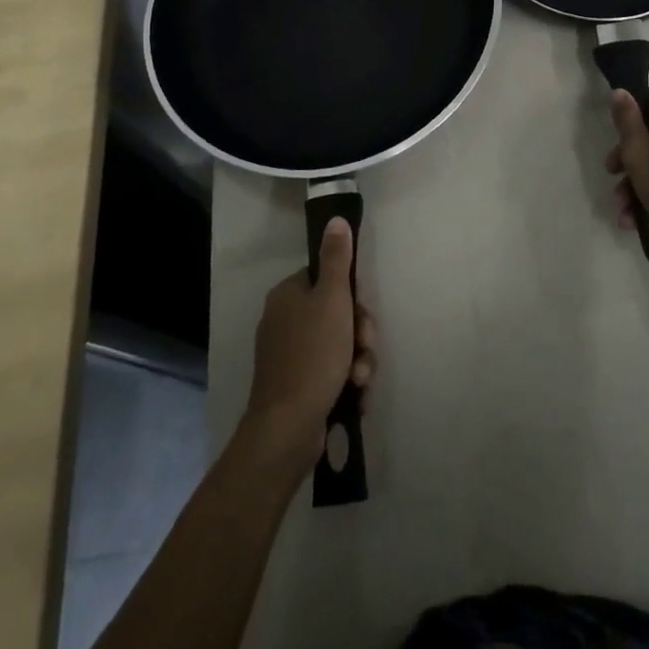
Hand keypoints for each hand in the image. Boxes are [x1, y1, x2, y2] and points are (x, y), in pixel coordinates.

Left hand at [240, 218, 377, 468]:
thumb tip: (335, 219)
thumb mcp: (332, 300)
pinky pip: (330, 373)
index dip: (351, 296)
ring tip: (360, 380)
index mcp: (287, 295)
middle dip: (359, 333)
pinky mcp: (296, 386)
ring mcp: (288, 356)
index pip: (326, 279)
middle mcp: (284, 321)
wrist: (288, 428)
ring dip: (358, 360)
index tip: (362, 313)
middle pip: (336, 313)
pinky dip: (346, 382)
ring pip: (338, 345)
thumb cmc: (313, 355)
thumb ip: (337, 259)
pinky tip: (355, 396)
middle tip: (364, 347)